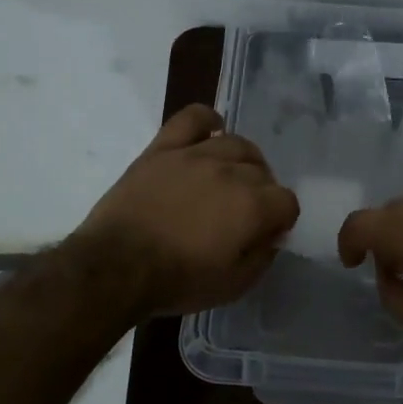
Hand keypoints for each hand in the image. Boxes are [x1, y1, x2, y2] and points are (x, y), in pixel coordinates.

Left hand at [77, 104, 299, 318]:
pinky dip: (207, 120)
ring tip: (230, 178)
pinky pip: (193, 118)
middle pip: (262, 172)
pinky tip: (211, 131)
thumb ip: (262, 257)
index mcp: (253, 206)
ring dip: (242, 161)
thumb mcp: (233, 286)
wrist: (115, 267)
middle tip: (242, 214)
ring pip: (235, 143)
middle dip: (261, 194)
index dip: (280, 219)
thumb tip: (271, 235)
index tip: (266, 233)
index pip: (287, 202)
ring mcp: (196, 154)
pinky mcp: (164, 148)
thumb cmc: (177, 281)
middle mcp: (231, 172)